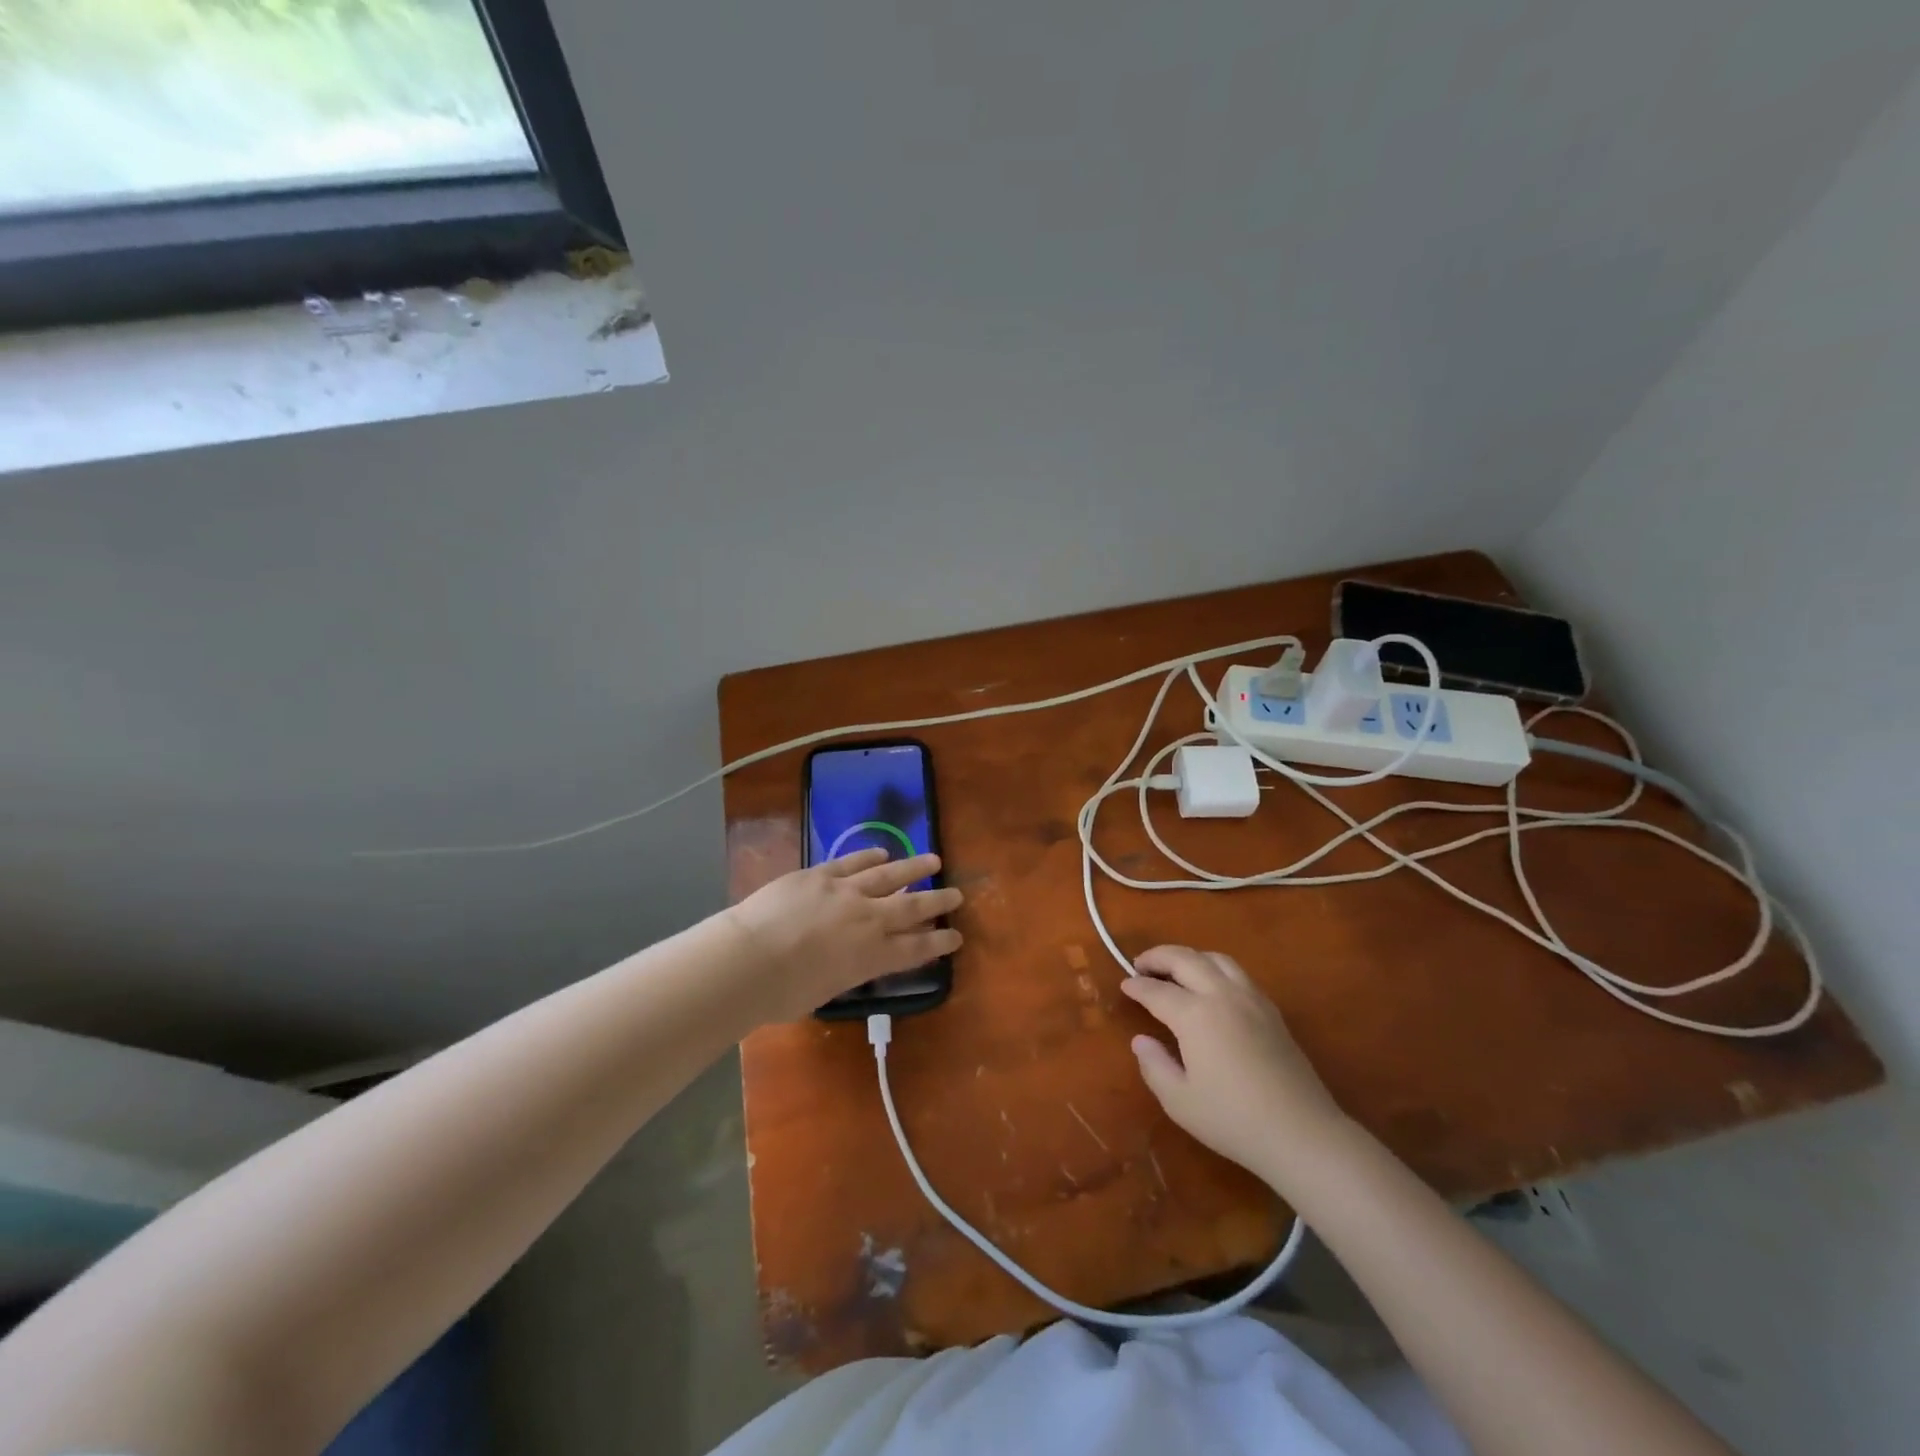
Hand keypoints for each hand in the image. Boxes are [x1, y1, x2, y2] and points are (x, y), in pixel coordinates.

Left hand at [722, 849, 962, 1023]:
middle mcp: (867, 921)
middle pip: (911, 908)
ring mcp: (845, 892)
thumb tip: (849, 960)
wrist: (748, 960)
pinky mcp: (820, 875)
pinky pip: (851, 862)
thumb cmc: (782, 993)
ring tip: (934, 861)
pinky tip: (883, 853)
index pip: (915, 949)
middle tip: (957, 894)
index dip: (939, 943)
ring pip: (889, 876)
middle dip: (937, 901)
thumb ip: (845, 971)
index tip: (956, 936)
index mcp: (871, 957)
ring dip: (914, 868)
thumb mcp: (826, 991)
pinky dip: (869, 856)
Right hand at [1121, 946, 1345, 1186]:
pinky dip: (1214, 968)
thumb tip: (1142, 1040)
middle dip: (1158, 957)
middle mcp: (1222, 995)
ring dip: (1189, 957)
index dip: (1136, 987)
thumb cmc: (1233, 1120)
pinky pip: (1237, 972)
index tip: (1124, 985)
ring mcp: (1251, 998)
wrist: (1301, 1133)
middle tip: (1140, 965)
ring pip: (1215, 958)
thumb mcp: (1179, 1101)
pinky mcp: (1271, 1010)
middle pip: (1185, 959)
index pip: (1157, 991)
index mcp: (1194, 1015)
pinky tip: (1211, 987)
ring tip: (1175, 970)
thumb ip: (1154, 1066)